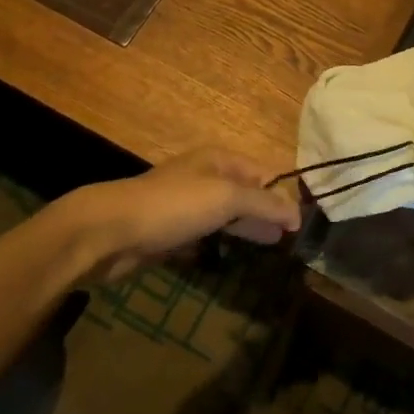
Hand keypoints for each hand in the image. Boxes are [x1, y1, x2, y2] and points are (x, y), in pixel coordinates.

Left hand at [54, 148, 300, 281]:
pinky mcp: (173, 230)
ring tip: (272, 246)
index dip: (283, 194)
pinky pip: (208, 232)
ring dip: (249, 227)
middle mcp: (206, 176)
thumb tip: (298, 214)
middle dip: (268, 211)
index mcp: (220, 159)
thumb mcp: (226, 198)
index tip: (303, 221)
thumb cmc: (174, 205)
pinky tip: (237, 254)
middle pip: (247, 192)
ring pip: (228, 213)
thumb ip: (264, 204)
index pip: (263, 172)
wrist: (111, 230)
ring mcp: (188, 204)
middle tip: (292, 237)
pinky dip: (224, 240)